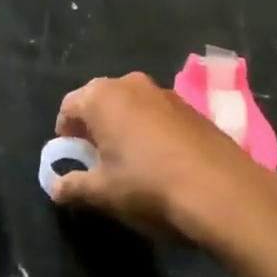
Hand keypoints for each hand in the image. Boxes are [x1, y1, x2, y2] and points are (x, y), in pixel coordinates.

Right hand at [49, 72, 272, 244]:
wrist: (221, 189)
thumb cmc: (148, 185)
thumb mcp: (103, 192)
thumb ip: (74, 186)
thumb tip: (56, 187)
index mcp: (101, 97)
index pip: (69, 106)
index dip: (65, 132)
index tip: (72, 157)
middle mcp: (130, 83)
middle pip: (100, 100)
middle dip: (94, 125)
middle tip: (97, 157)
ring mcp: (164, 92)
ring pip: (131, 104)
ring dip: (124, 125)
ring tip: (130, 159)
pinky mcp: (191, 106)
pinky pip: (157, 112)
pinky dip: (150, 128)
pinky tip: (161, 159)